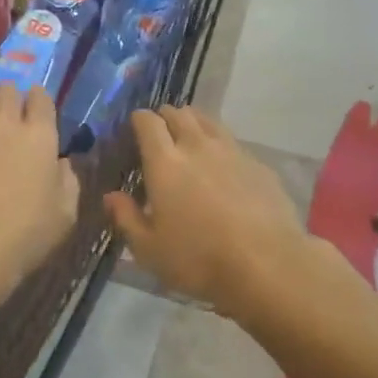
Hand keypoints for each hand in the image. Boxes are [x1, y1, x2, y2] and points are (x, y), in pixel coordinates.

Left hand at [0, 84, 78, 306]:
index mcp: (40, 136)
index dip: (40, 99)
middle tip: (9, 112)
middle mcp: (4, 123)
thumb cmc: (22, 236)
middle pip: (7, 89)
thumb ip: (68, 181)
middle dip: (11, 96)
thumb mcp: (65, 215)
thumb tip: (60, 163)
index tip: (37, 109)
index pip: (41, 98)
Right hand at [105, 107, 307, 309]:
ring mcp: (231, 151)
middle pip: (179, 113)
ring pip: (208, 121)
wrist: (267, 264)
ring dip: (194, 123)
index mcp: (165, 162)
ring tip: (190, 138)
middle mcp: (197, 146)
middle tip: (160, 133)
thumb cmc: (199, 259)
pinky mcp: (258, 163)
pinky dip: (221, 145)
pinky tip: (223, 165)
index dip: (139, 119)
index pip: (148, 122)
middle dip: (165, 116)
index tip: (135, 128)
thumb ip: (126, 218)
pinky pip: (233, 142)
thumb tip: (111, 196)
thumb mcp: (149, 250)